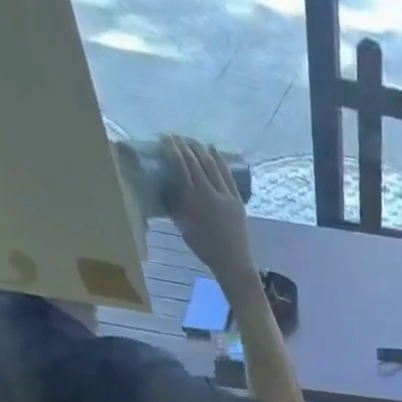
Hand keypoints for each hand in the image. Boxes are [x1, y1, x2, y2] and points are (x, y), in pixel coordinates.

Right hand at [164, 137, 255, 284]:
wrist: (233, 264)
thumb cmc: (205, 249)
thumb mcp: (184, 228)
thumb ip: (174, 206)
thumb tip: (164, 187)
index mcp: (192, 200)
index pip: (179, 165)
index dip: (171, 148)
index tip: (164, 139)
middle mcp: (208, 193)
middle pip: (195, 160)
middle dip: (184, 145)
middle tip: (176, 137)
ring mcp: (225, 196)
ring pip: (211, 164)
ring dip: (200, 149)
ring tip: (192, 141)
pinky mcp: (237, 200)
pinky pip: (227, 175)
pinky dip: (220, 159)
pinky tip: (213, 150)